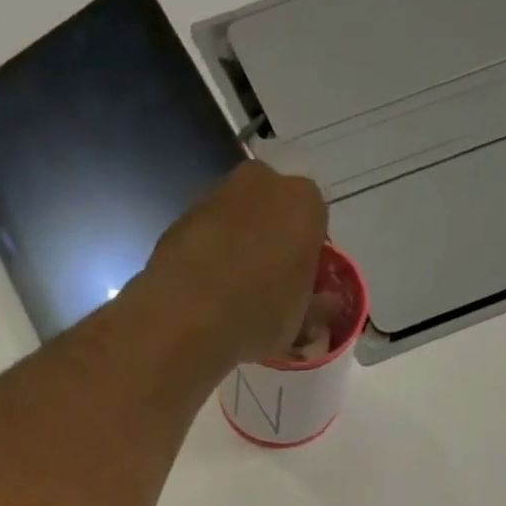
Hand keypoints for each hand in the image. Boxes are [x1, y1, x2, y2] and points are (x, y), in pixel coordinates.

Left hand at [141, 162, 328, 366]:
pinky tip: (201, 293)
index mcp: (305, 202)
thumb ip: (316, 307)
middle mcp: (262, 182)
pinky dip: (205, 256)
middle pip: (274, 213)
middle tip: (264, 288)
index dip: (307, 259)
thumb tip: (326, 303)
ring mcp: (216, 194)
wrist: (187, 316)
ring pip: (236, 221)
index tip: (297, 289)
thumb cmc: (259, 315)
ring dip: (236, 247)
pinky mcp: (180, 216)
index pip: (316, 225)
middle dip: (271, 243)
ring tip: (228, 294)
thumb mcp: (299, 323)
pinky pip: (204, 236)